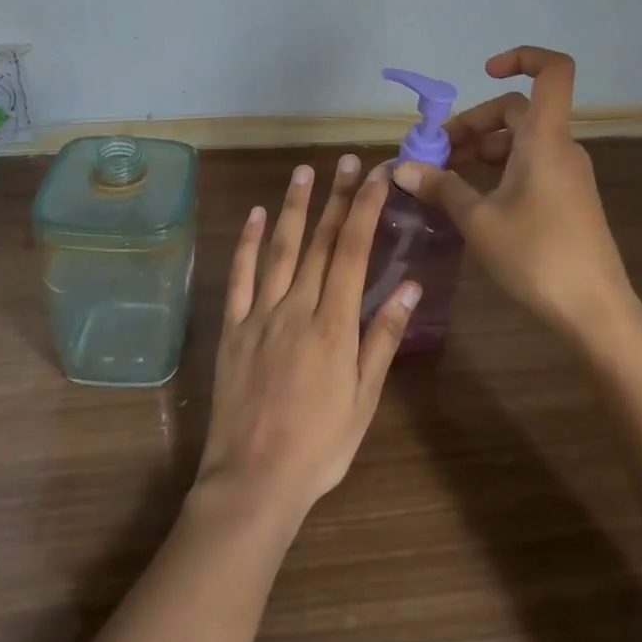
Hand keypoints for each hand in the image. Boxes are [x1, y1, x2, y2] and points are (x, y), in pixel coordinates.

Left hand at [197, 156, 420, 517]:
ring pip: (280, 248)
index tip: (377, 176)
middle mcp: (297, 307)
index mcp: (334, 324)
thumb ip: (383, 337)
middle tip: (346, 161)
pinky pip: (239, 276)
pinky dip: (247, 243)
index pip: (353, 251)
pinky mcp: (232, 327)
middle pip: (320, 241)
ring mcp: (260, 314)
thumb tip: (409, 286)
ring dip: (293, 207)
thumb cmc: (320, 444)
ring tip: (304, 171)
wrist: (253, 481)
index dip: (366, 209)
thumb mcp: (364, 398)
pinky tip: (254, 215)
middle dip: (337, 197)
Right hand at [394, 47, 638, 345]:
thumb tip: (402, 168)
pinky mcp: (568, 198)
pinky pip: (530, 164)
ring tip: (446, 177)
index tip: (484, 73)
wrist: (596, 313)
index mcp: (544, 139)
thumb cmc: (536, 257)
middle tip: (436, 152)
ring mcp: (567, 174)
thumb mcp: (478, 221)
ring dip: (482, 148)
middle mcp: (560, 147)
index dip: (522, 58)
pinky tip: (473, 198)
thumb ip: (441, 187)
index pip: (552, 71)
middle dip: (473, 123)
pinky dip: (500, 169)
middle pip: (517, 111)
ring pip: (521, 141)